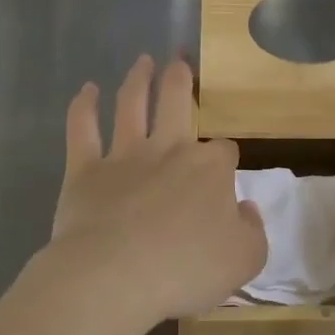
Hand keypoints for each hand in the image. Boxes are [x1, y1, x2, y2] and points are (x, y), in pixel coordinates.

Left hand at [46, 55, 267, 324]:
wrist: (114, 277)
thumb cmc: (184, 269)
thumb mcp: (244, 260)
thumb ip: (252, 231)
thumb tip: (245, 208)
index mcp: (209, 168)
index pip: (224, 151)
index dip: (225, 159)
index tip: (224, 174)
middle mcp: (168, 149)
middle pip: (177, 101)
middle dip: (181, 77)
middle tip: (179, 58)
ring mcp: (124, 156)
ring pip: (131, 104)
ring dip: (138, 79)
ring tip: (143, 60)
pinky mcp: (85, 170)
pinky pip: (82, 129)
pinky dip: (83, 106)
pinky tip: (86, 90)